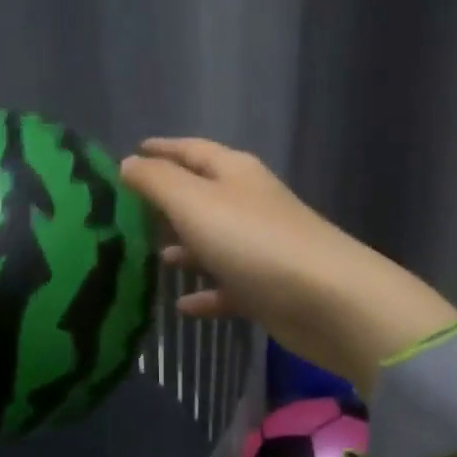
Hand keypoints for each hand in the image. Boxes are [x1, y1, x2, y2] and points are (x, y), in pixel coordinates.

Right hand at [120, 138, 456, 393]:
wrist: (328, 301)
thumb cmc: (253, 242)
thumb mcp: (195, 203)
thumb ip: (157, 181)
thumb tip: (128, 162)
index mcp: (233, 173)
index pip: (191, 150)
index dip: (161, 149)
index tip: (131, 153)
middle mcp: (248, 203)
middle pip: (201, 195)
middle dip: (167, 201)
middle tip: (128, 212)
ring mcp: (260, 246)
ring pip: (213, 241)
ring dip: (184, 247)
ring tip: (150, 257)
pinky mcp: (267, 287)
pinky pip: (228, 285)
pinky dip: (206, 292)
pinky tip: (182, 306)